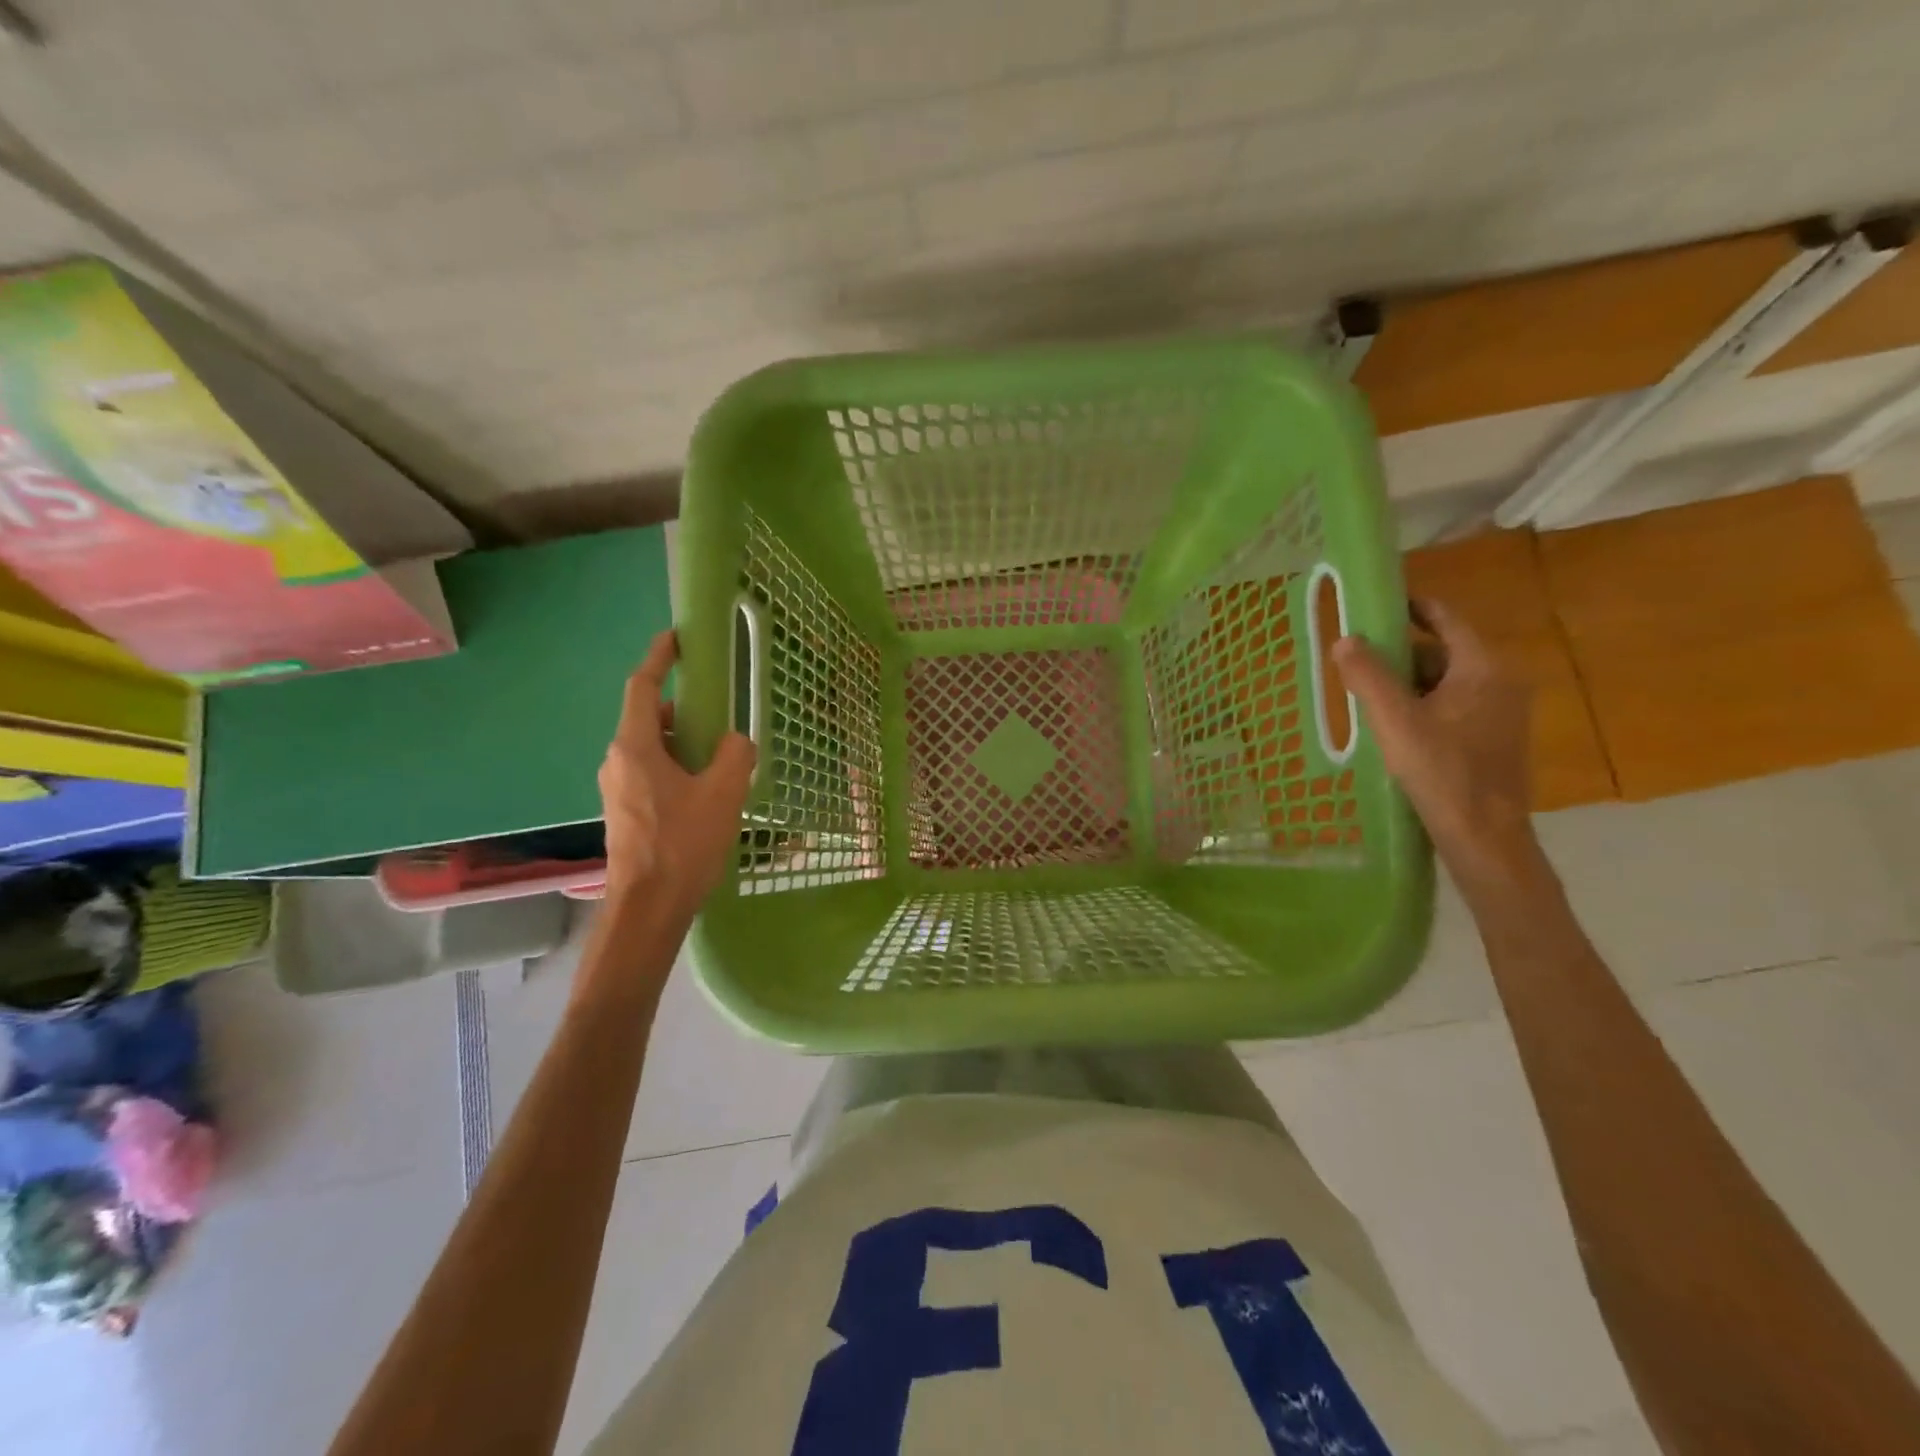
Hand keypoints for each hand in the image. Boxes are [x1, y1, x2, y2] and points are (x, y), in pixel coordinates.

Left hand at [598, 631, 756, 914]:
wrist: (648, 909)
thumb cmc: (683, 844)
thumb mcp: (724, 793)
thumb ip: (734, 755)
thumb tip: (733, 742)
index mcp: (635, 747)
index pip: (643, 687)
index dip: (659, 658)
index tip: (677, 638)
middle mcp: (617, 761)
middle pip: (649, 719)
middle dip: (683, 710)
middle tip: (719, 713)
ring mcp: (617, 789)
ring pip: (651, 749)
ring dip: (682, 743)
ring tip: (720, 757)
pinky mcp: (625, 813)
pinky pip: (650, 773)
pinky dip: (676, 767)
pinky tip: (706, 791)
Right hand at [1332, 600, 1537, 888]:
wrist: (1483, 835)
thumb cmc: (1441, 771)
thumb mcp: (1394, 720)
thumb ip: (1368, 676)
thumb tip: (1344, 638)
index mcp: (1483, 669)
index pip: (1446, 619)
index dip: (1413, 607)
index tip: (1379, 604)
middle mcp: (1501, 683)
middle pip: (1444, 652)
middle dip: (1401, 654)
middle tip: (1359, 661)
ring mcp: (1502, 713)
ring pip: (1447, 683)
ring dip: (1409, 684)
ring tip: (1368, 697)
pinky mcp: (1494, 740)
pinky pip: (1454, 707)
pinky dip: (1423, 706)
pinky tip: (1394, 728)